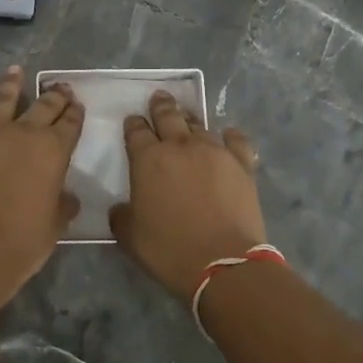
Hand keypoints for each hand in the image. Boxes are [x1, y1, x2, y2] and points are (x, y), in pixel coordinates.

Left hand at [0, 66, 82, 290]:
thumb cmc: (21, 244)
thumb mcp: (55, 225)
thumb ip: (63, 204)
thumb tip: (66, 196)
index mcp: (53, 151)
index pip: (70, 123)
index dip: (75, 112)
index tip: (76, 105)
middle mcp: (23, 133)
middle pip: (43, 105)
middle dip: (53, 95)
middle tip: (58, 88)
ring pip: (2, 99)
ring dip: (11, 83)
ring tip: (15, 71)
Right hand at [108, 90, 266, 299]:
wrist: (223, 263)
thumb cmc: (169, 249)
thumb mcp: (129, 236)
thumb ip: (121, 215)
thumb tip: (123, 208)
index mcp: (148, 159)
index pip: (136, 131)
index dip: (133, 124)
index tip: (133, 121)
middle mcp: (180, 146)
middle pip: (168, 116)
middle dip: (161, 106)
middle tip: (159, 99)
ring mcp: (214, 152)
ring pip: (199, 125)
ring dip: (190, 119)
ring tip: (187, 116)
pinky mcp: (241, 164)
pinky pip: (236, 140)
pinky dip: (229, 136)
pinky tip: (227, 135)